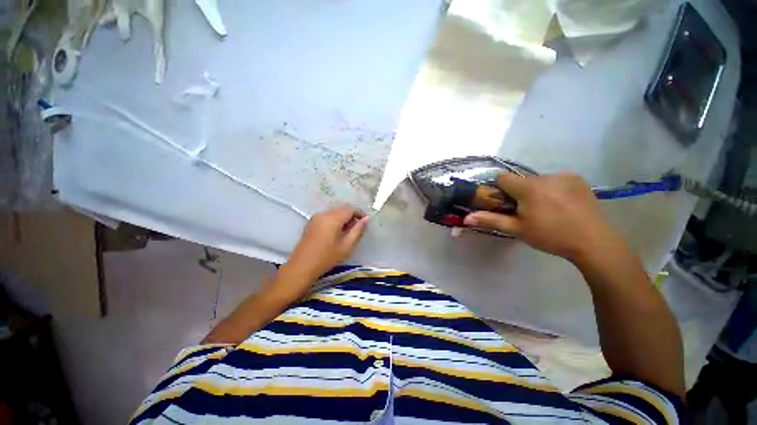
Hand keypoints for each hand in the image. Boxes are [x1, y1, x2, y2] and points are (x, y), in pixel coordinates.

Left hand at [280, 205, 368, 285]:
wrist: (301, 267)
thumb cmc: (326, 258)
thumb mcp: (346, 246)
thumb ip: (357, 230)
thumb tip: (366, 219)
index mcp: (333, 218)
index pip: (350, 209)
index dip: (360, 213)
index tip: (366, 221)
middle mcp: (324, 214)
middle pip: (342, 208)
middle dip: (352, 215)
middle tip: (358, 227)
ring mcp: (316, 217)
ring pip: (335, 211)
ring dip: (344, 217)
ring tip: (348, 231)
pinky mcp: (311, 222)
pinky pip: (327, 216)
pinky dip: (335, 220)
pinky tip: (337, 231)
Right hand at [463, 172, 625, 262]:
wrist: (594, 242)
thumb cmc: (551, 236)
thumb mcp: (517, 230)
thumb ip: (491, 220)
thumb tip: (466, 218)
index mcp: (528, 188)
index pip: (503, 177)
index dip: (500, 189)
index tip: (506, 202)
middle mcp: (545, 176)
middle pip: (521, 180)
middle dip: (519, 192)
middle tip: (528, 211)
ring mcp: (564, 175)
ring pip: (538, 180)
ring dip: (537, 191)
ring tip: (548, 209)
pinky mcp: (577, 178)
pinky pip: (555, 180)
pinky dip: (553, 189)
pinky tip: (563, 204)